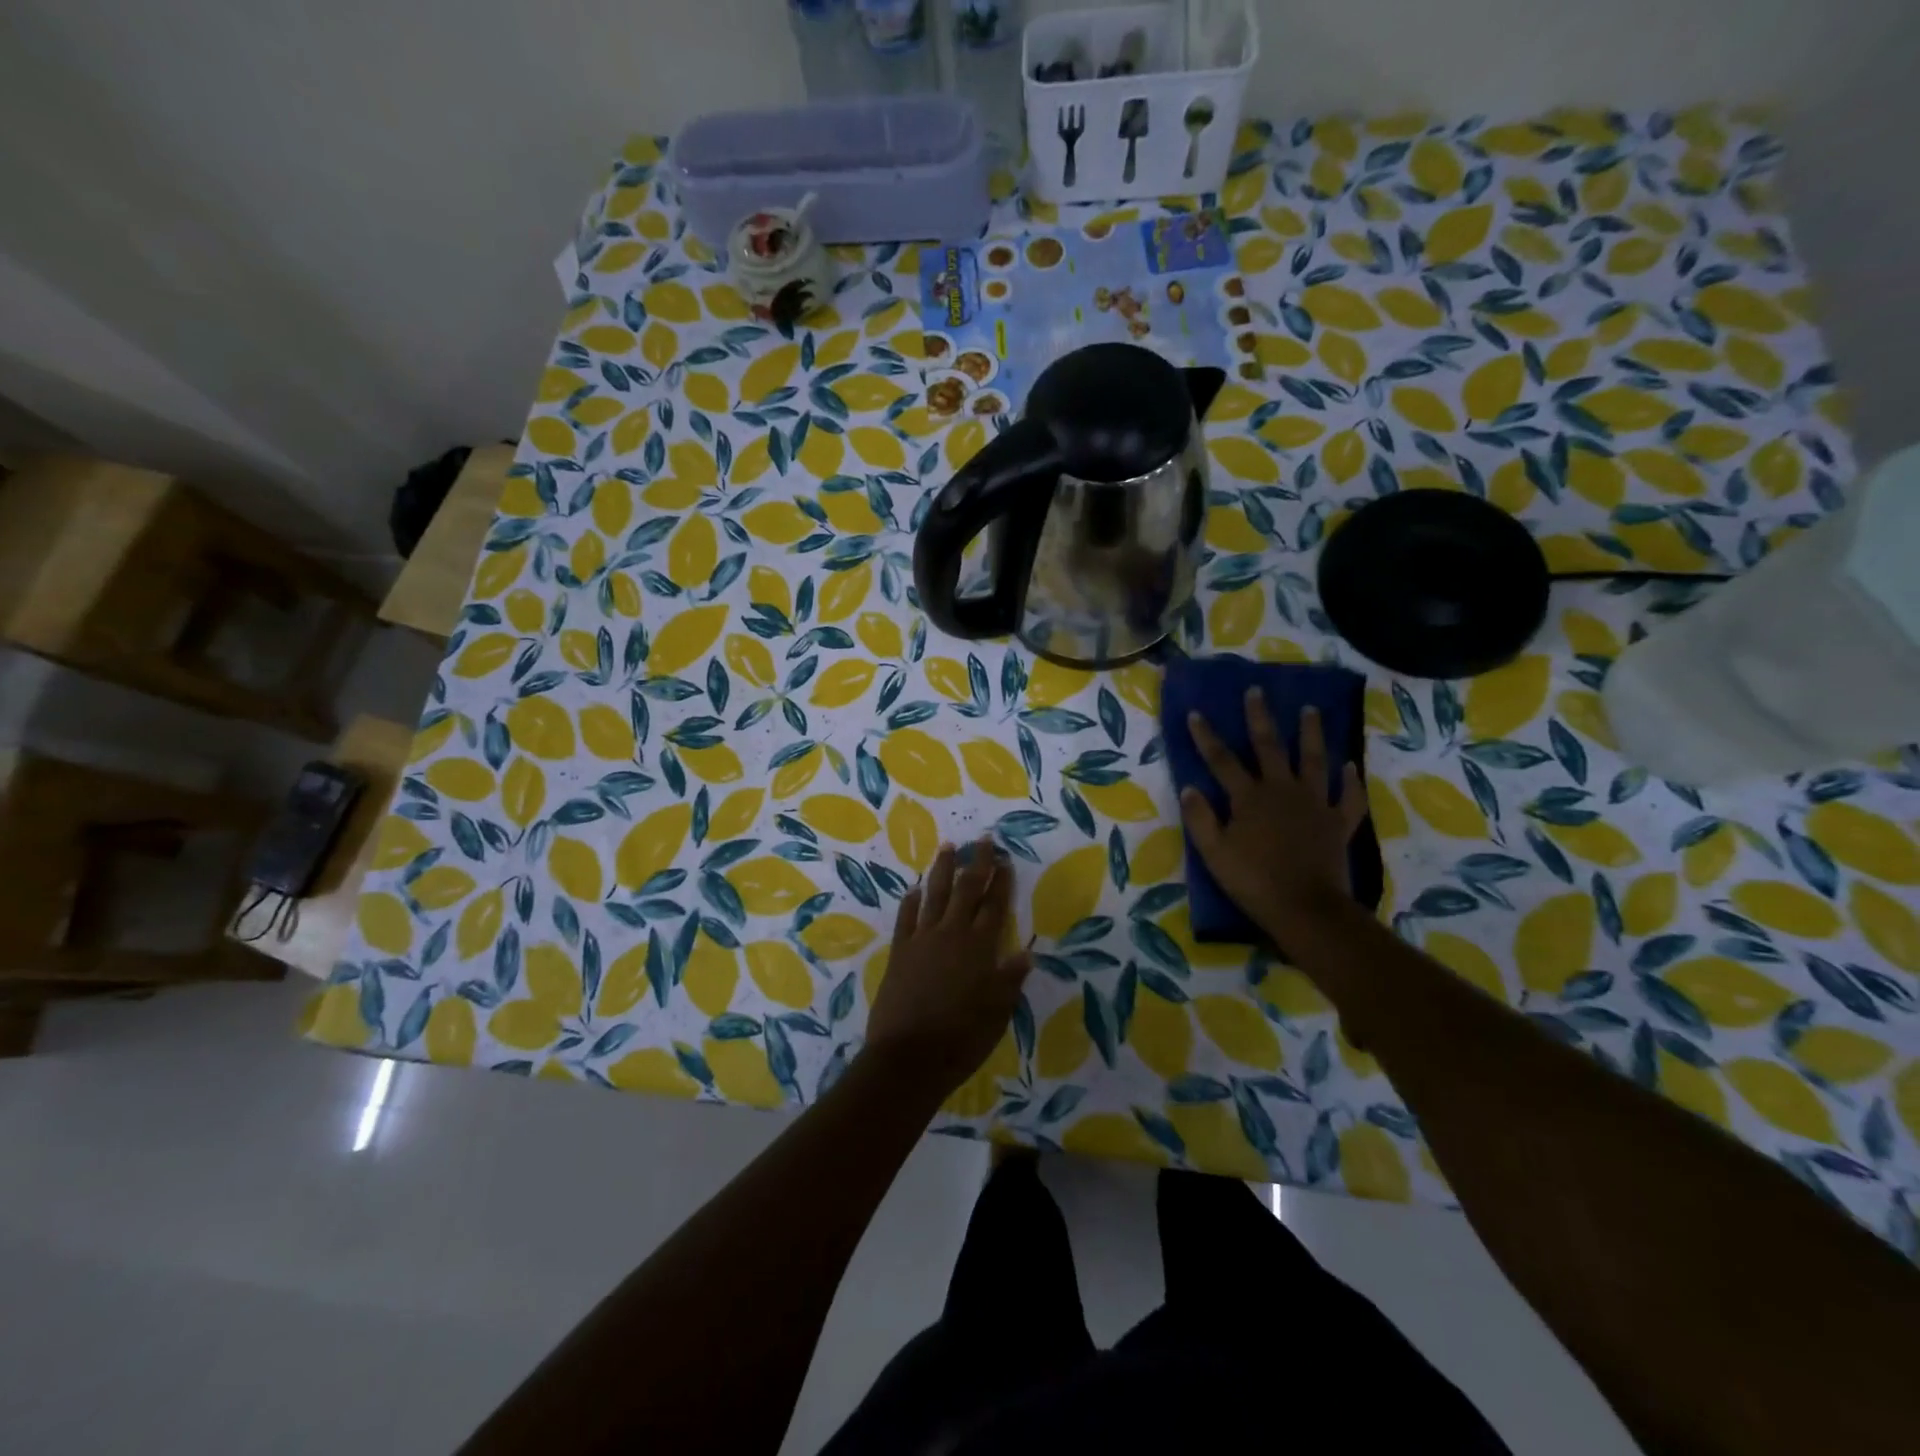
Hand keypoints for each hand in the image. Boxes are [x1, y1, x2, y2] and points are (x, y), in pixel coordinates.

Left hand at [865, 837, 1032, 1096]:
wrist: (908, 1056)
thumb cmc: (961, 1038)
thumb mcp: (997, 1013)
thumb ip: (1010, 980)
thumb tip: (1026, 953)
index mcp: (980, 948)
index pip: (994, 906)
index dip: (1001, 881)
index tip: (1005, 859)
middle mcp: (952, 934)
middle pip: (966, 890)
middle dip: (976, 863)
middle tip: (982, 840)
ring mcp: (922, 940)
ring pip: (934, 895)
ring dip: (942, 870)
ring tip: (948, 847)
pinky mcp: (899, 951)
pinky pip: (906, 918)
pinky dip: (911, 901)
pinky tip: (914, 889)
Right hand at [1180, 691, 1368, 934]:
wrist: (1305, 908)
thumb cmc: (1253, 880)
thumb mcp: (1213, 853)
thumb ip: (1200, 818)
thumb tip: (1190, 788)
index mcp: (1249, 798)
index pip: (1222, 760)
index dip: (1207, 736)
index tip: (1196, 713)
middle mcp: (1282, 791)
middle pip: (1270, 747)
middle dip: (1260, 718)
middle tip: (1257, 691)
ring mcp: (1314, 804)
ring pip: (1314, 760)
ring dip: (1311, 733)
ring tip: (1311, 710)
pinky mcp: (1337, 823)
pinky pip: (1347, 797)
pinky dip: (1350, 781)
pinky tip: (1349, 766)